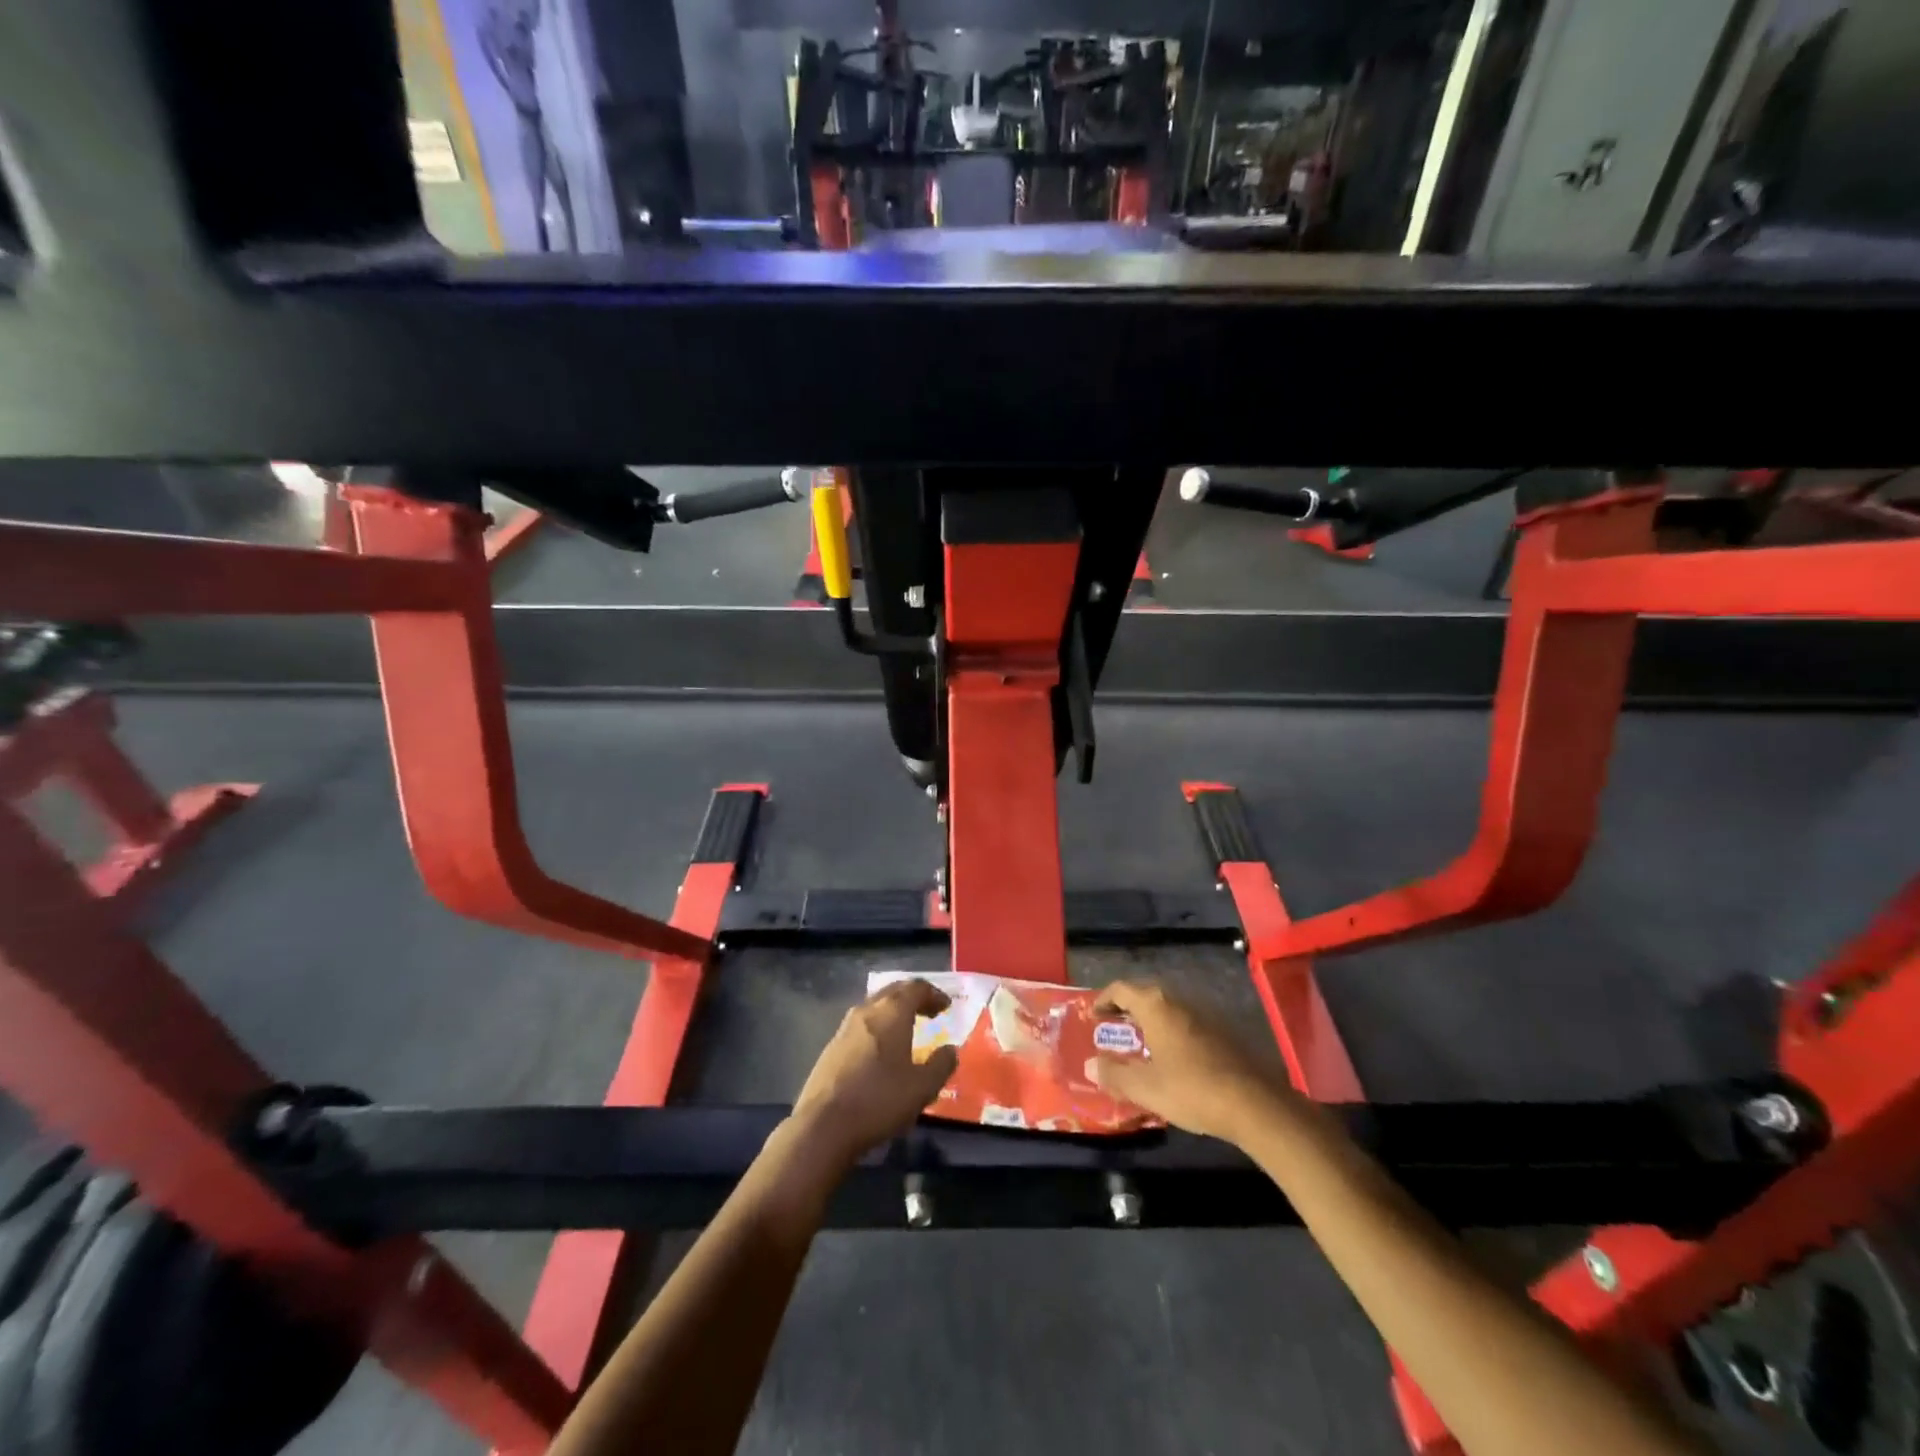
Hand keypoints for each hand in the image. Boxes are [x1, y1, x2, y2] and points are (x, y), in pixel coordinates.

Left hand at [791, 979, 958, 1167]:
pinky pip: (861, 1025)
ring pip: (874, 1007)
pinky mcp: (831, 1047)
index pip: (916, 987)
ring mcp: (845, 1028)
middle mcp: (867, 1011)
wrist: (823, 1125)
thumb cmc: (879, 1100)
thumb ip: (941, 1065)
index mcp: (892, 1012)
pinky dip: (878, 1027)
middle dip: (913, 998)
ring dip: (894, 1011)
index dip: (933, 994)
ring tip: (907, 1030)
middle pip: (893, 991)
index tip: (946, 1006)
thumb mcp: (922, 1088)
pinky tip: (881, 1051)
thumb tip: (950, 1050)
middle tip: (929, 1012)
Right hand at [1089, 980, 1290, 1143]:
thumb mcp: (1145, 1087)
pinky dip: (1170, 1032)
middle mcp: (1179, 1002)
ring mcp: (1204, 1015)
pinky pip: (1185, 1023)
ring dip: (1150, 1021)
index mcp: (1156, 1006)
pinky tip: (1172, 1058)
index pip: (1121, 989)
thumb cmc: (1191, 1089)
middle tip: (1113, 1028)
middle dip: (1127, 1009)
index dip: (1103, 999)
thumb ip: (1115, 1075)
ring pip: (1168, 1009)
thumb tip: (1090, 1066)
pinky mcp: (1223, 1032)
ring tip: (1139, 1044)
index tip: (1093, 1015)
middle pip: (1145, 995)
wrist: (1254, 1104)